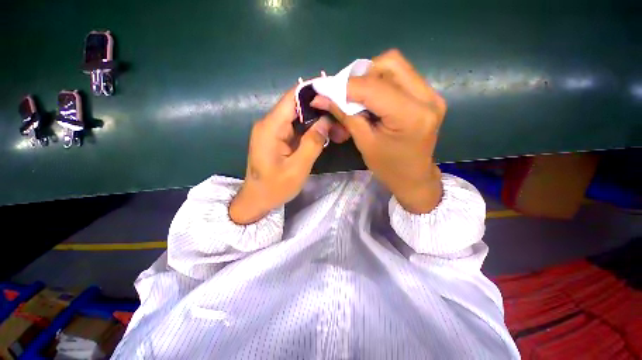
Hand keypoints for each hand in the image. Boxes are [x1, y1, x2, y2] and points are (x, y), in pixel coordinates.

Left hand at [229, 86, 348, 224]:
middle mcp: (270, 124)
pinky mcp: (278, 139)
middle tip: (341, 114)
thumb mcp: (298, 168)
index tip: (333, 90)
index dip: (312, 90)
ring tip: (338, 126)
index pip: (292, 97)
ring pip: (299, 118)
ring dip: (318, 121)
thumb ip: (313, 143)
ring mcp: (274, 131)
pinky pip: (297, 129)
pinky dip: (312, 131)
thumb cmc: (275, 187)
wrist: (257, 200)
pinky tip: (326, 134)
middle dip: (320, 109)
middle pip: (297, 107)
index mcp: (271, 127)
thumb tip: (326, 121)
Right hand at [311, 49, 446, 213]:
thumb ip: (345, 116)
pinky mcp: (429, 95)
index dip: (344, 86)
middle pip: (389, 63)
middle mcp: (427, 98)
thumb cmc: (389, 168)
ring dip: (370, 77)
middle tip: (346, 94)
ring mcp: (432, 94)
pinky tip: (372, 100)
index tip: (323, 88)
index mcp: (410, 116)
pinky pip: (401, 76)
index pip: (372, 88)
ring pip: (395, 66)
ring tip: (358, 98)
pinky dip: (381, 83)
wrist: (414, 177)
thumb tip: (321, 97)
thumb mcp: (364, 143)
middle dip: (361, 75)